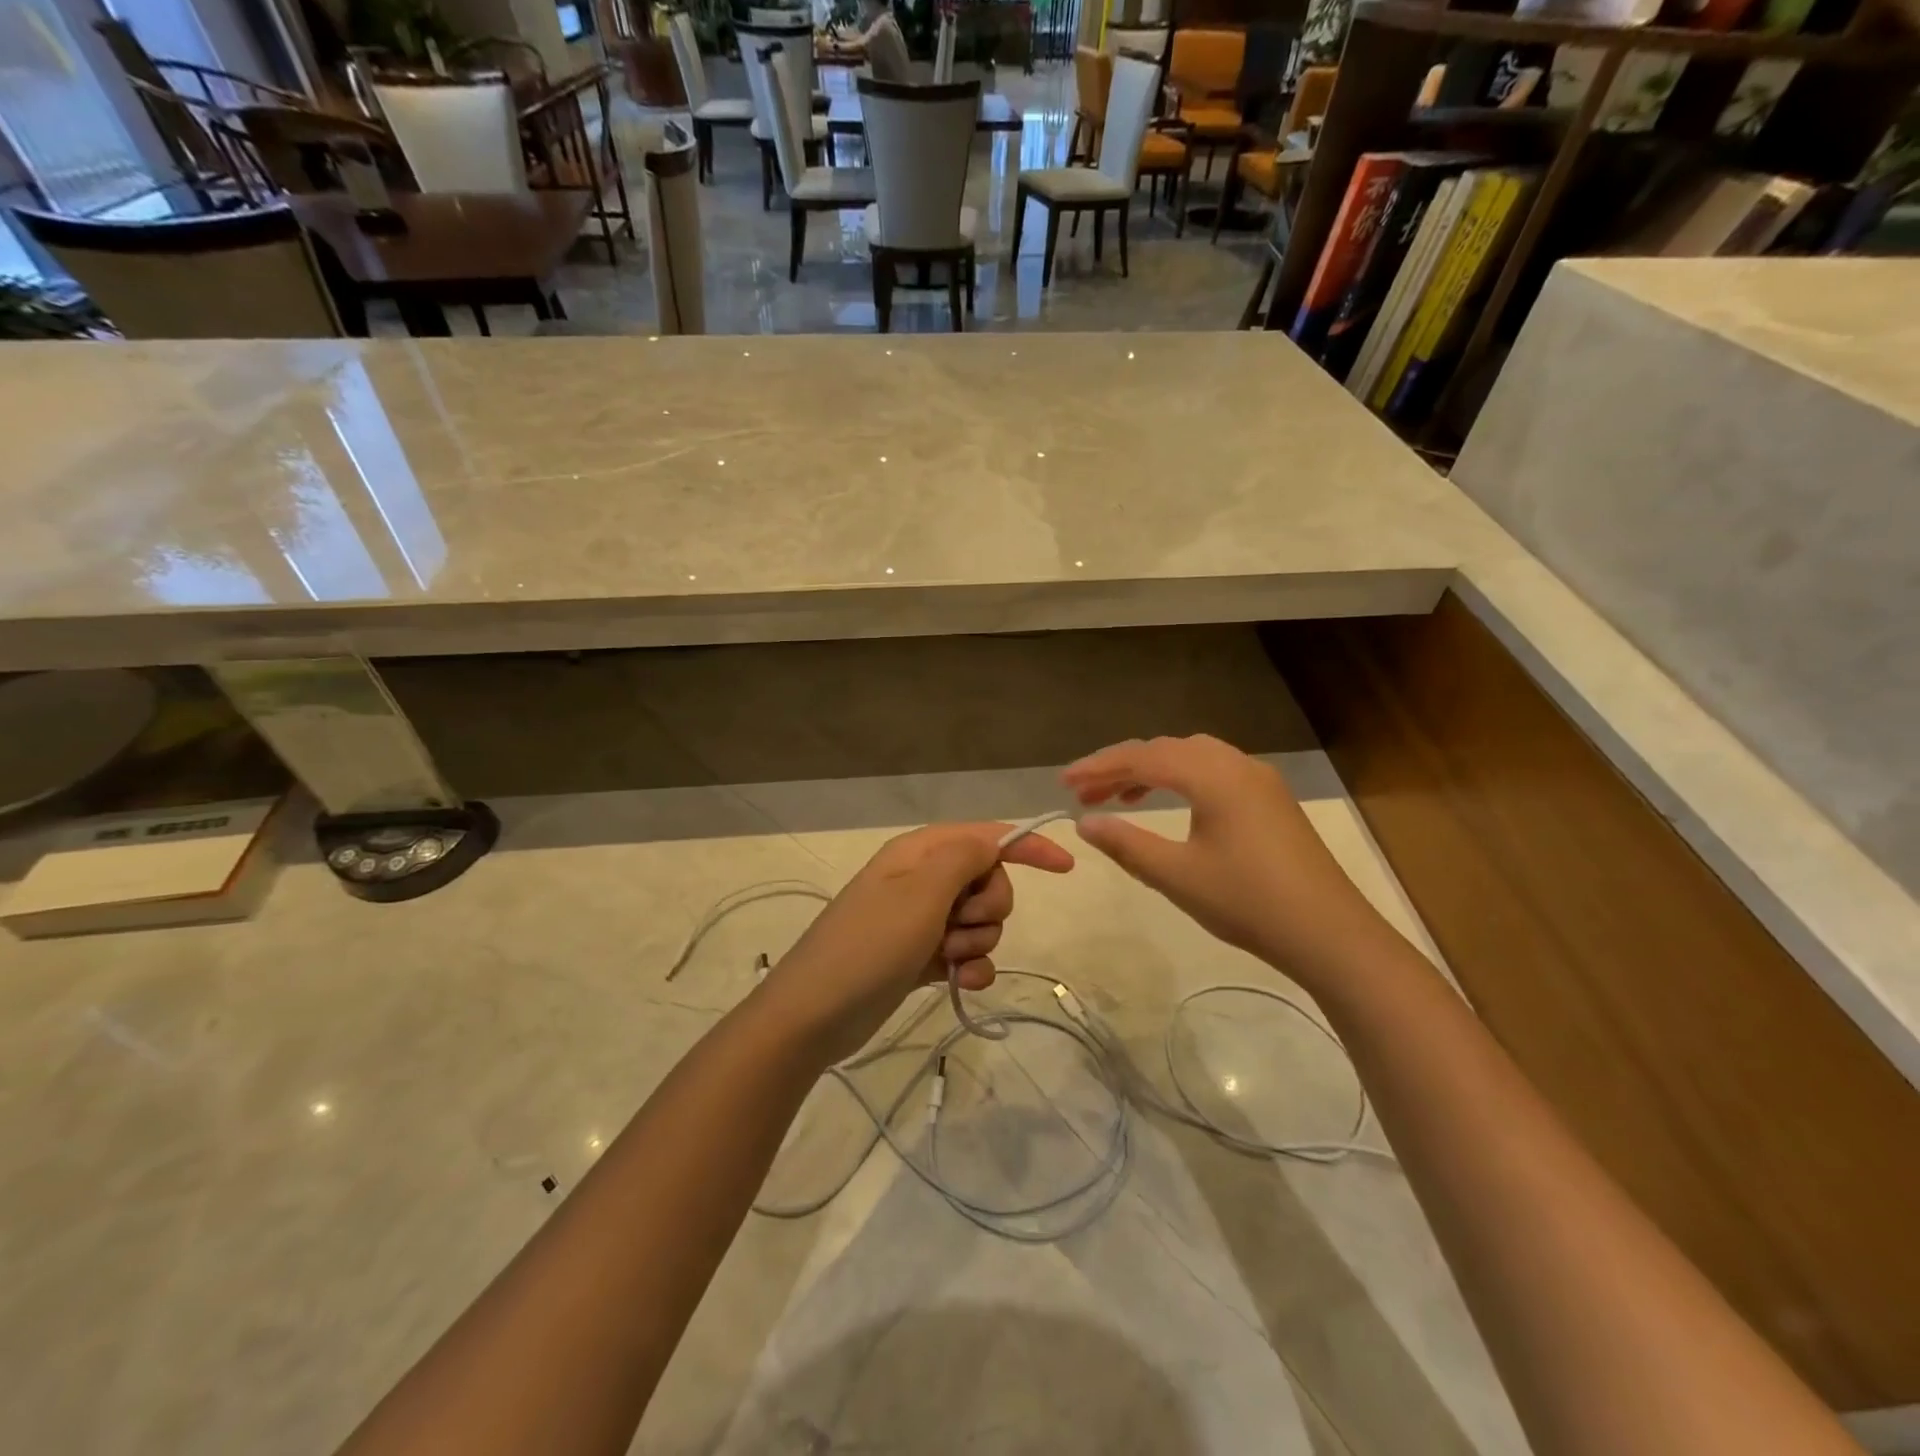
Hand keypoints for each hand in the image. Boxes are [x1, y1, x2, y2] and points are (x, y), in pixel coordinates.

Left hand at [761, 823, 1073, 1064]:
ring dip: (976, 941)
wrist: (815, 1014)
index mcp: (920, 853)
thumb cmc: (870, 944)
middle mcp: (922, 880)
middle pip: (988, 880)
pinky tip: (959, 982)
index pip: (986, 836)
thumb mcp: (920, 893)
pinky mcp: (920, 956)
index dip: (1027, 846)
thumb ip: (963, 858)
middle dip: (989, 906)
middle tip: (960, 926)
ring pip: (980, 920)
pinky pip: (966, 953)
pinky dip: (970, 967)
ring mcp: (920, 919)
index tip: (1065, 868)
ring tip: (946, 958)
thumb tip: (991, 840)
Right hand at [1063, 735, 1397, 984]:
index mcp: (1213, 775)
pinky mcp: (1270, 799)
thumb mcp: (1176, 875)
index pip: (1143, 757)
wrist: (1330, 934)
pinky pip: (1213, 771)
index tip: (1063, 783)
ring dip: (1151, 771)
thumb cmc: (1248, 902)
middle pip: (1165, 750)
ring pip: (1191, 757)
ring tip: (1118, 797)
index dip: (1098, 767)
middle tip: (1083, 792)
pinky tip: (1169, 804)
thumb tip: (1084, 822)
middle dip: (1120, 767)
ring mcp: (1258, 779)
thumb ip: (1126, 843)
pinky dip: (1180, 779)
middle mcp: (1236, 763)